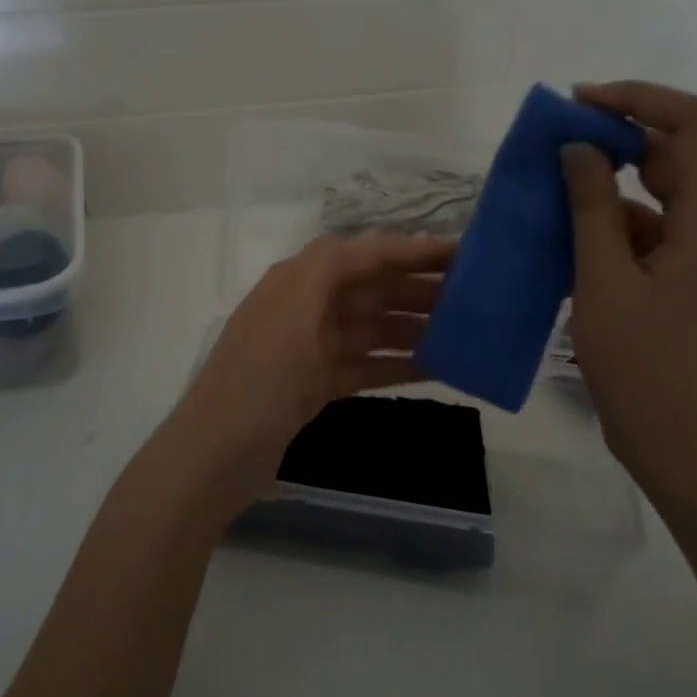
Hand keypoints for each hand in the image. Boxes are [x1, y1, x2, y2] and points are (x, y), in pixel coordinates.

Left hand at [173, 231, 456, 512]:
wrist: (219, 452)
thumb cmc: (261, 374)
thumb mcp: (293, 305)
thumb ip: (330, 265)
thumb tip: (372, 245)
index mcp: (298, 280)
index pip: (365, 254)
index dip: (412, 251)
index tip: (463, 254)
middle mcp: (306, 306)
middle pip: (373, 290)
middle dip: (420, 290)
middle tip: (477, 298)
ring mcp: (311, 348)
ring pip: (374, 329)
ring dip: (416, 328)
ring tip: (466, 333)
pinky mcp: (316, 385)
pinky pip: (367, 366)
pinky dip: (398, 365)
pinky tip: (437, 368)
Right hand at [560, 82, 696, 471]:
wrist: (677, 441)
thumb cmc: (640, 363)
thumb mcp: (603, 280)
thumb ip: (591, 208)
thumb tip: (579, 147)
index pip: (695, 124)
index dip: (641, 99)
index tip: (582, 102)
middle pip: (681, 151)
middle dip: (622, 133)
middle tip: (561, 137)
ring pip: (664, 190)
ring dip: (613, 179)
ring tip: (555, 184)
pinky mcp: (687, 277)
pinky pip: (653, 227)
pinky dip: (614, 219)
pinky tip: (569, 234)